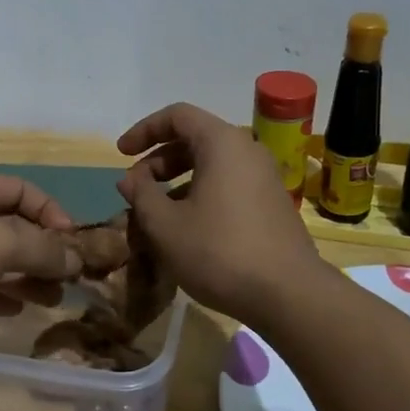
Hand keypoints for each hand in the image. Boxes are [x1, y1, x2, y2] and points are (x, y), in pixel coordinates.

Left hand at [0, 172, 83, 339]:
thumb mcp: (1, 243)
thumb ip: (44, 250)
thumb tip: (77, 260)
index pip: (24, 191)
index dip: (52, 212)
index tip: (72, 242)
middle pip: (12, 228)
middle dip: (42, 252)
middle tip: (68, 280)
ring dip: (25, 278)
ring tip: (53, 300)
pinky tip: (18, 310)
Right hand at [116, 102, 327, 321]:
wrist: (288, 294)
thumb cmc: (219, 252)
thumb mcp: (166, 226)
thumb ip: (142, 195)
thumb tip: (130, 179)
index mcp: (222, 143)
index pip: (177, 116)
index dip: (144, 130)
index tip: (121, 154)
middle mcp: (247, 150)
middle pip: (195, 138)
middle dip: (159, 160)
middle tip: (135, 188)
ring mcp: (264, 177)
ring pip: (212, 164)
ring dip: (178, 180)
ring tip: (155, 211)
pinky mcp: (271, 203)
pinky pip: (228, 184)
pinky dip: (200, 193)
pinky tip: (186, 227)